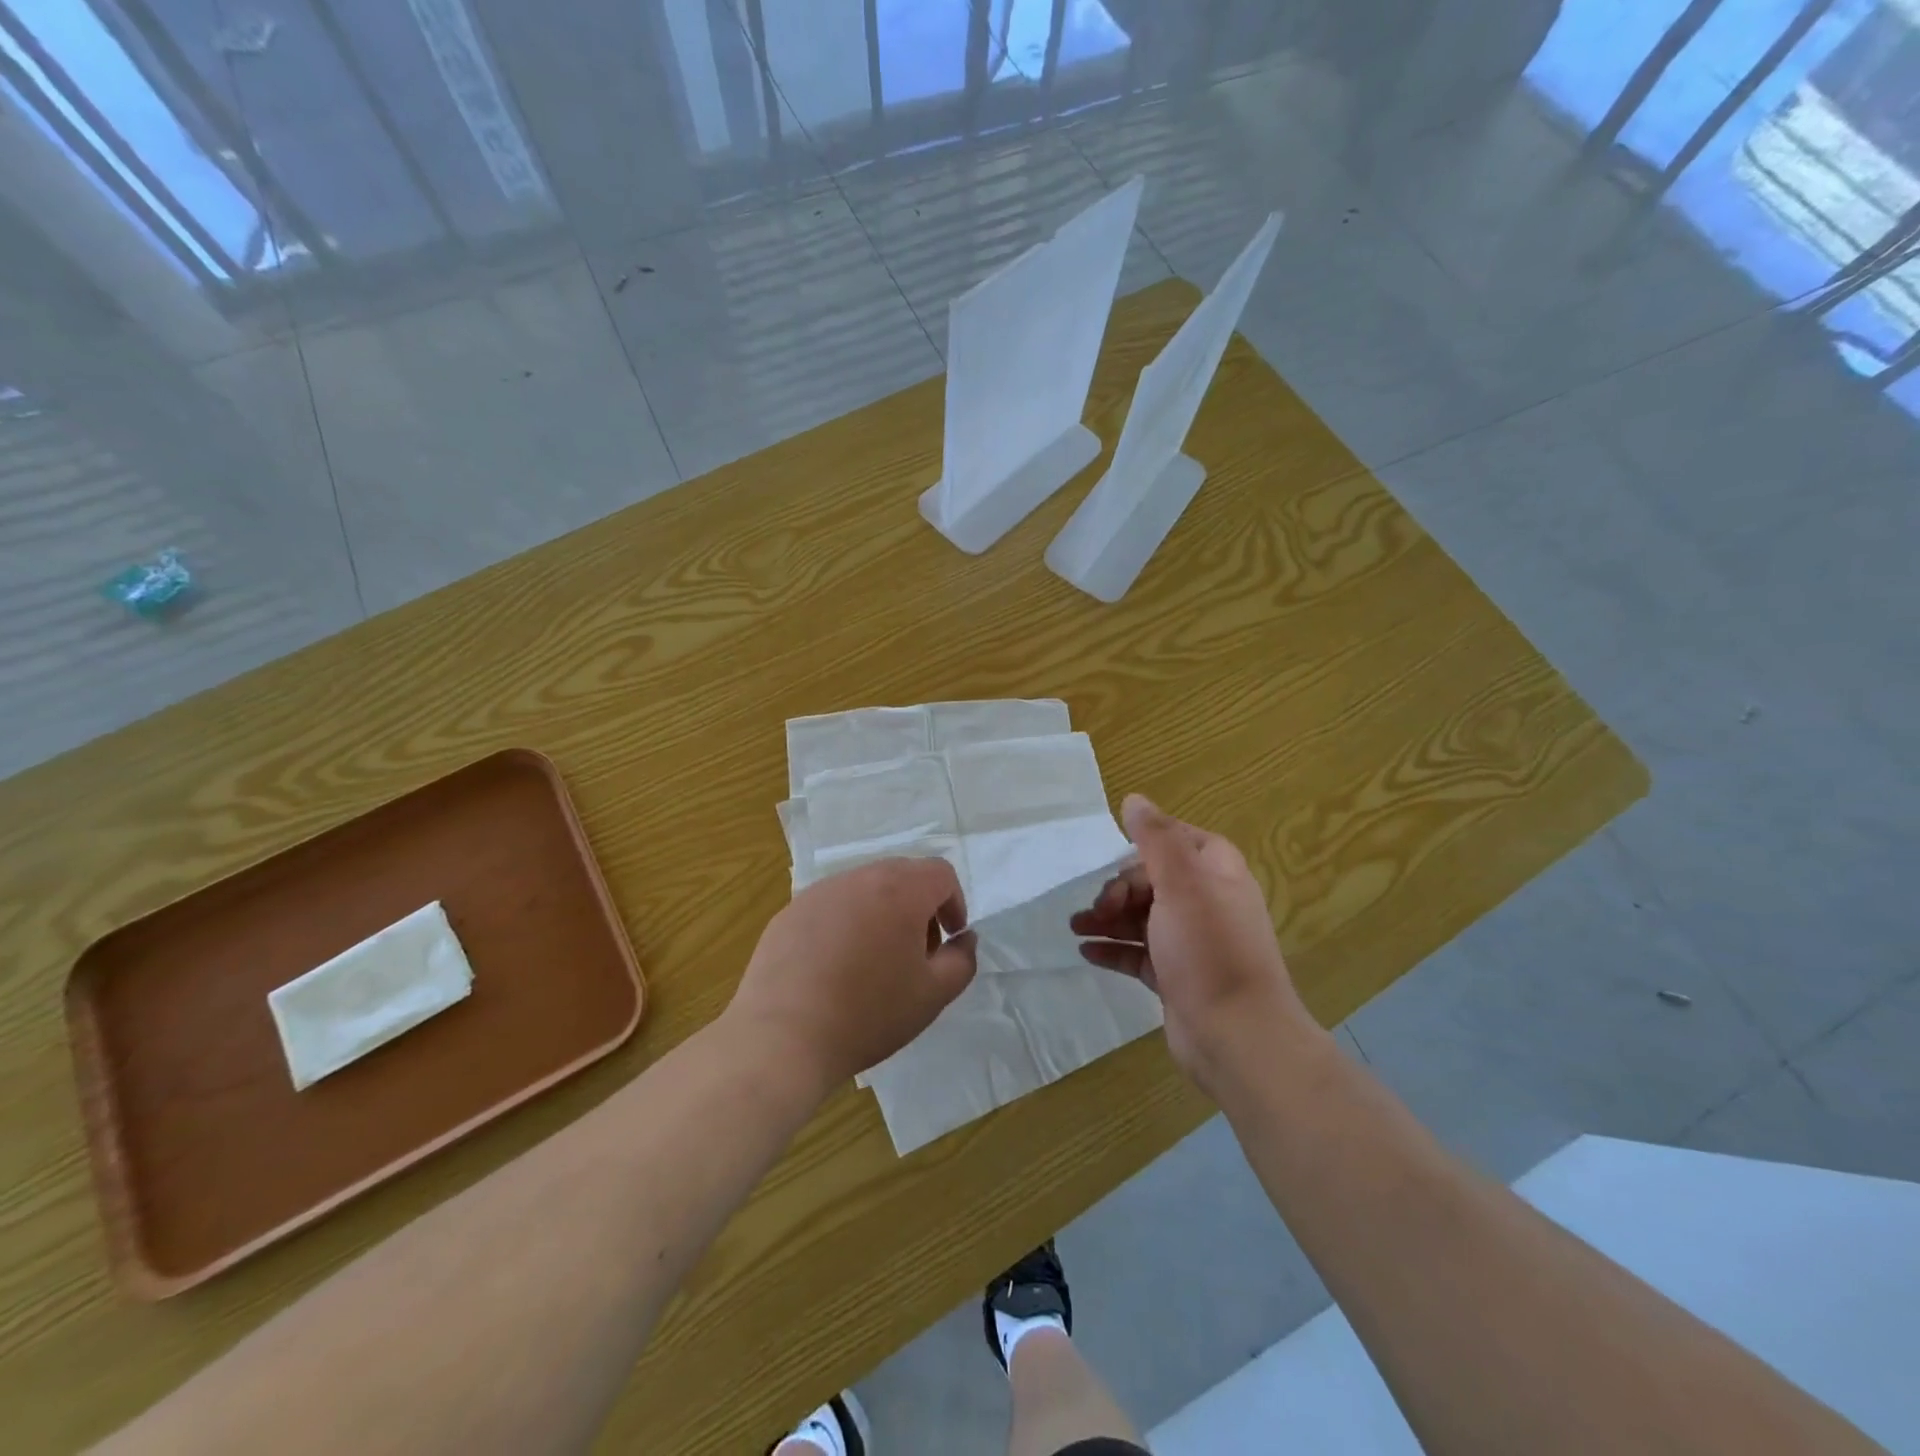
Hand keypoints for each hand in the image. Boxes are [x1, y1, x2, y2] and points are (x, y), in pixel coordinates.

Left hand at [726, 858, 977, 1097]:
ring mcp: (820, 892)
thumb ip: (962, 959)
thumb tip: (963, 938)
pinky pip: (832, 906)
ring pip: (865, 888)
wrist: (782, 1038)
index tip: (948, 940)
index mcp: (899, 890)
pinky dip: (846, 924)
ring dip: (882, 913)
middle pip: (902, 875)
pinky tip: (835, 968)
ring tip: (874, 962)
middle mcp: (859, 878)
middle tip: (915, 953)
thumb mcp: (933, 995)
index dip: (954, 903)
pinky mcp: (790, 912)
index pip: (940, 873)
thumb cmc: (868, 1014)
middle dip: (919, 907)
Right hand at [1072, 795, 1320, 1093]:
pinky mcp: (1176, 975)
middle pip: (1151, 879)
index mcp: (1216, 871)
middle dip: (1117, 889)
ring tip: (1075, 928)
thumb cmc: (1208, 949)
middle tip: (1098, 909)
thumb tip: (1134, 799)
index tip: (1110, 860)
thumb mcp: (1181, 883)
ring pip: (1141, 916)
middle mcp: (1206, 901)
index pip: (1174, 839)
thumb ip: (1156, 838)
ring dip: (1107, 919)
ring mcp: (1191, 941)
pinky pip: (1138, 952)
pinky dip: (1113, 949)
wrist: (1236, 1035)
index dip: (1141, 845)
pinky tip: (1086, 951)